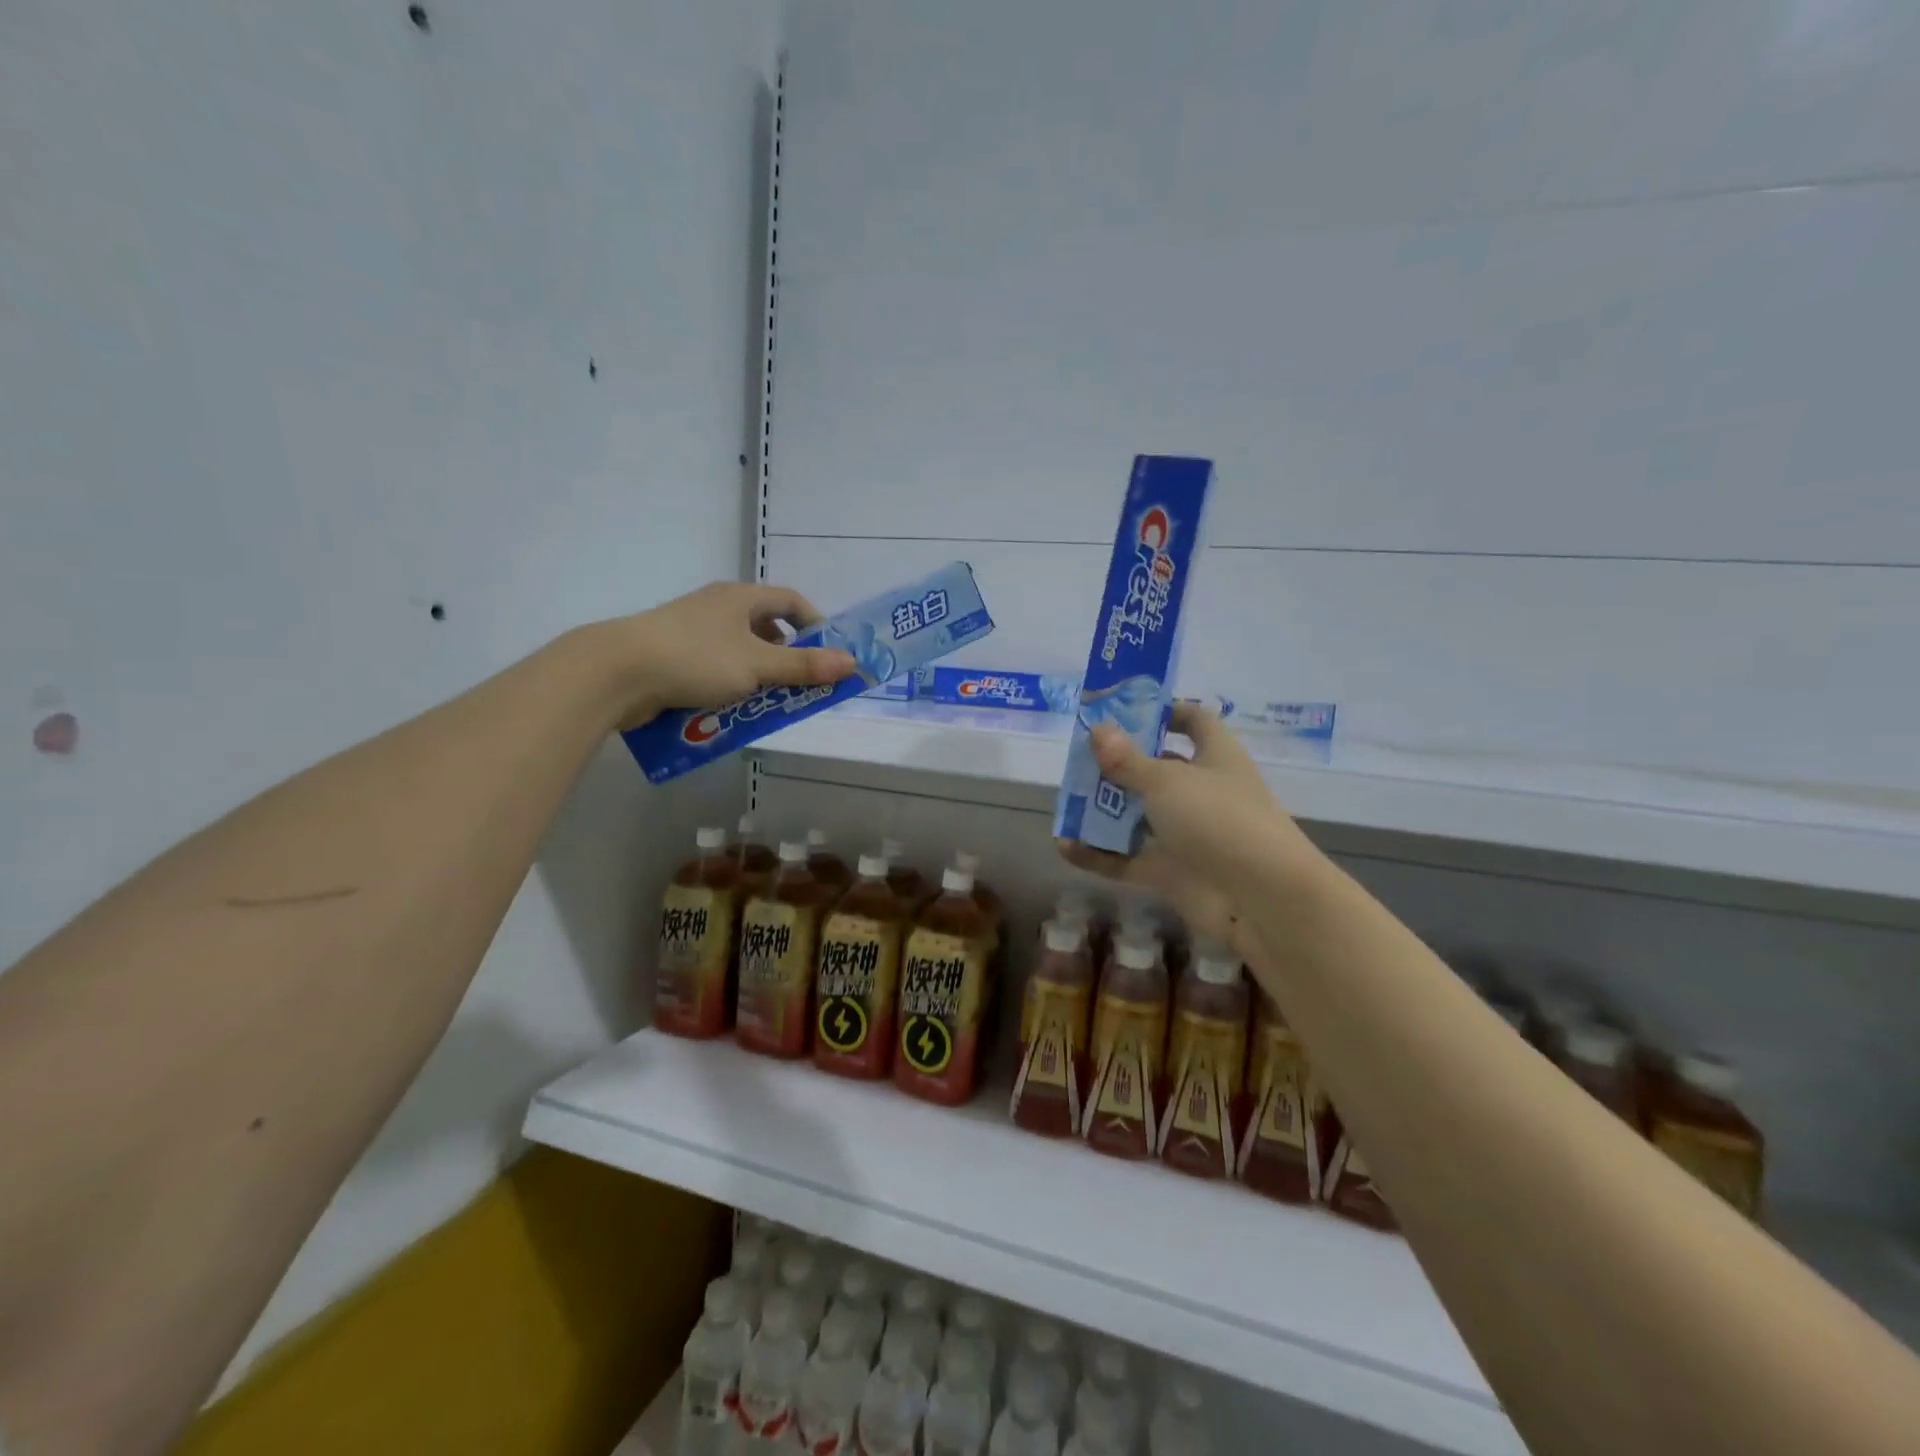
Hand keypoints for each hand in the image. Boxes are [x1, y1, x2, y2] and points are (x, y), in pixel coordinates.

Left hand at [589, 582, 856, 728]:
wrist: (617, 673)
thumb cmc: (695, 659)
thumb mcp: (757, 665)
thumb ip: (804, 667)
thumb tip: (852, 663)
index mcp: (740, 598)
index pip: (790, 600)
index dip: (815, 624)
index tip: (828, 654)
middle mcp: (717, 608)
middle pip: (766, 628)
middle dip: (787, 659)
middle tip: (801, 687)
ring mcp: (691, 632)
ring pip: (739, 653)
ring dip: (758, 678)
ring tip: (767, 704)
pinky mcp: (671, 657)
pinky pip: (713, 670)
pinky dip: (729, 688)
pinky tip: (730, 712)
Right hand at [1059, 704, 1314, 954]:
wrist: (1260, 899)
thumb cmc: (1219, 819)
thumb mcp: (1166, 780)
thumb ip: (1127, 759)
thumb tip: (1098, 729)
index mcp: (1215, 757)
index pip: (1195, 722)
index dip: (1166, 712)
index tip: (1125, 712)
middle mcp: (1203, 792)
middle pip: (1157, 770)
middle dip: (1119, 765)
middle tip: (1079, 760)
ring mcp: (1188, 835)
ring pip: (1139, 817)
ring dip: (1104, 812)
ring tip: (1066, 802)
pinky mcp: (1172, 873)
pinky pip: (1128, 859)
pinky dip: (1099, 855)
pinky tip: (1064, 847)